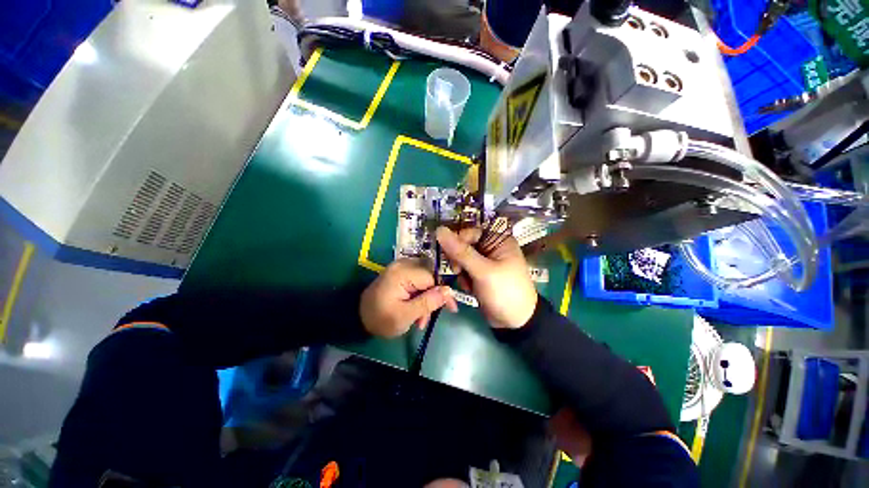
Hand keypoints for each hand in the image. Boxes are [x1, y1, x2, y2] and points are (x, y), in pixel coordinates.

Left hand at [360, 259, 458, 337]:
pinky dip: (420, 296)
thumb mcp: (405, 316)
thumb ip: (427, 303)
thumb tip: (449, 292)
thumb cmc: (380, 319)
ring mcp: (401, 268)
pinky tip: (416, 312)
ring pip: (425, 279)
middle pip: (430, 276)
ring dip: (427, 299)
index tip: (451, 308)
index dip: (443, 292)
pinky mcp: (400, 273)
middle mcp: (403, 264)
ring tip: (420, 320)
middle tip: (431, 316)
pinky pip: (418, 281)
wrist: (358, 318)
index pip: (432, 276)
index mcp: (402, 272)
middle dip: (433, 297)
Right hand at [436, 226, 536, 328]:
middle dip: (458, 259)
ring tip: (467, 283)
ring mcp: (486, 260)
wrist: (515, 322)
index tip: (451, 257)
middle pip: (464, 244)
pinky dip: (464, 278)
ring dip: (460, 270)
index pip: (470, 231)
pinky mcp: (480, 273)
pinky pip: (464, 269)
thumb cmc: (504, 292)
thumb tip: (439, 230)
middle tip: (458, 271)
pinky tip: (470, 288)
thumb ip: (461, 252)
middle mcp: (492, 246)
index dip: (458, 242)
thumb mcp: (483, 272)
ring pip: (461, 257)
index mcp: (499, 239)